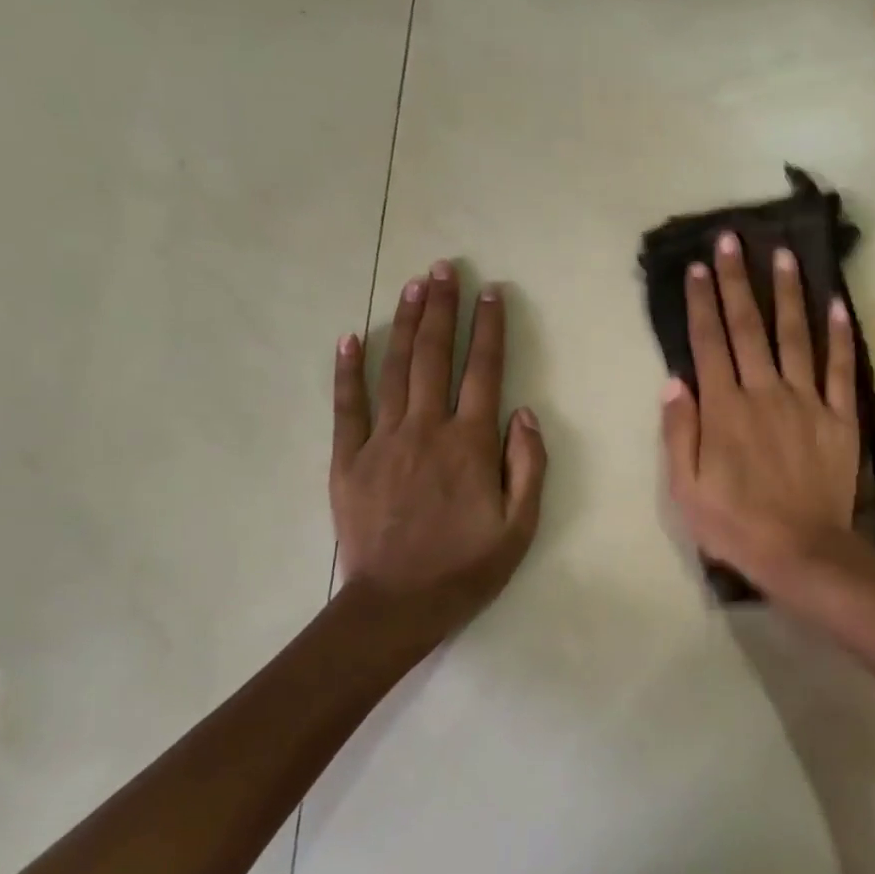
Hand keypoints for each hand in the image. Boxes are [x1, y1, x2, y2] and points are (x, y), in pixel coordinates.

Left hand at [330, 260, 546, 632]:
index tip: (491, 292)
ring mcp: (382, 441)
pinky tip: (351, 338)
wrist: (397, 605)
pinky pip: (346, 406)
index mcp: (471, 445)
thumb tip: (524, 412)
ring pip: (397, 370)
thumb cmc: (467, 567)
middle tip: (444, 268)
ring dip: (406, 324)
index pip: (484, 372)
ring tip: (413, 285)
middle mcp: (427, 430)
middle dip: (442, 309)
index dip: (489, 329)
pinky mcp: (348, 459)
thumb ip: (528, 465)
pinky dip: (348, 371)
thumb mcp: (520, 525)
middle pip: (436, 357)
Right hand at [661, 232, 858, 582]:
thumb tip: (674, 380)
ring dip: (788, 294)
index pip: (709, 343)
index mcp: (724, 409)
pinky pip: (840, 370)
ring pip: (796, 336)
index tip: (697, 268)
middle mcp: (765, 392)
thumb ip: (679, 432)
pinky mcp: (839, 418)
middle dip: (737, 281)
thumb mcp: (685, 489)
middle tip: (732, 240)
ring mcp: (806, 402)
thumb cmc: (735, 525)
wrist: (801, 551)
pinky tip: (838, 306)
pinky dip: (840, 337)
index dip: (701, 303)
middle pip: (749, 328)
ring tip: (783, 255)